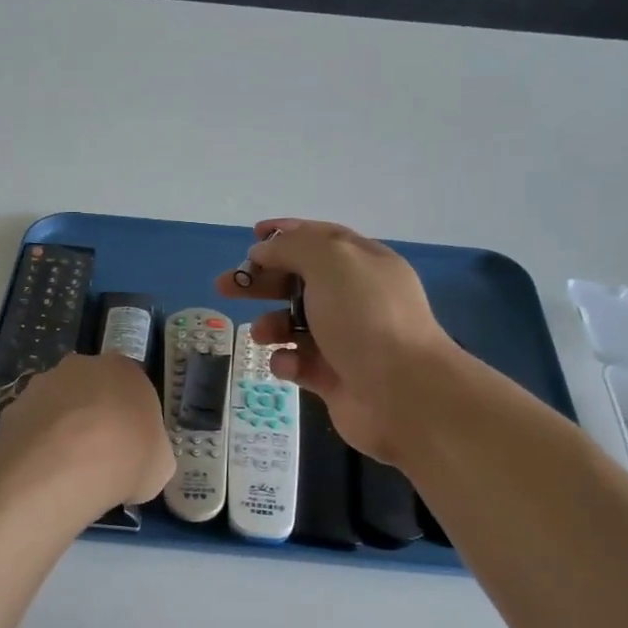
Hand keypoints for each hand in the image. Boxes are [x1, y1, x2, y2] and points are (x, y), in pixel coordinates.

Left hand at [0, 352, 173, 510]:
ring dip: (62, 429)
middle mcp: (83, 366)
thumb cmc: (126, 459)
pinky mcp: (13, 406)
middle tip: (98, 457)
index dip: (129, 420)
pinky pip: (31, 426)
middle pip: (91, 391)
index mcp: (125, 370)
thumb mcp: (159, 465)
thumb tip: (141, 462)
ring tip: (66, 470)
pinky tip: (42, 472)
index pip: (131, 389)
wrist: (64, 467)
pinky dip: (36, 444)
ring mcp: (43, 383)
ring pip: (57, 405)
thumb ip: (151, 454)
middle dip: (93, 418)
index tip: (128, 448)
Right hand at [215, 219, 464, 464]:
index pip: (320, 238)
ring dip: (271, 325)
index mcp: (363, 263)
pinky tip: (289, 365)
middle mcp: (356, 298)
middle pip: (300, 280)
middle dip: (262, 280)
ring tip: (260, 334)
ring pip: (294, 324)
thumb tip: (265, 250)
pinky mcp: (335, 377)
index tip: (251, 236)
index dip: (286, 234)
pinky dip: (288, 362)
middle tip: (225, 286)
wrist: (402, 393)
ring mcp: (346, 339)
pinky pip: (300, 362)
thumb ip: (294, 247)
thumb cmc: (366, 318)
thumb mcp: (331, 262)